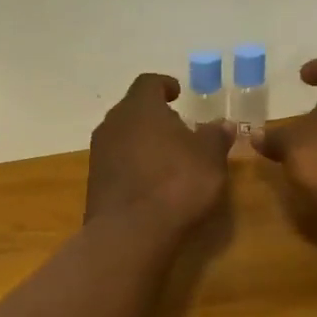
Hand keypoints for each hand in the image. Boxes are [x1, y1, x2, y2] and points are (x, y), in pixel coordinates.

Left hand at [85, 73, 234, 232]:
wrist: (131, 233)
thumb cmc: (176, 183)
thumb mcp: (209, 158)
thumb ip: (215, 136)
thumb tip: (222, 123)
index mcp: (139, 107)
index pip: (149, 83)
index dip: (164, 85)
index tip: (178, 93)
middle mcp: (113, 123)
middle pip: (133, 110)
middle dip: (154, 116)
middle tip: (178, 128)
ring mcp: (99, 153)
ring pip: (123, 136)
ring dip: (143, 142)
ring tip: (168, 157)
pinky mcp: (94, 182)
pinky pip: (116, 163)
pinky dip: (133, 165)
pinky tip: (151, 182)